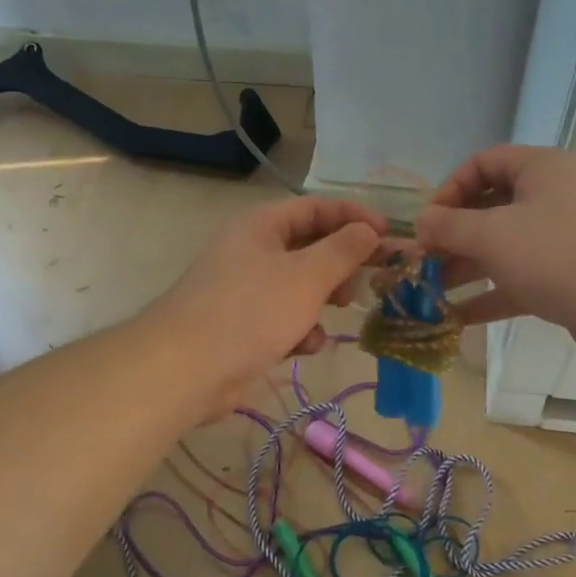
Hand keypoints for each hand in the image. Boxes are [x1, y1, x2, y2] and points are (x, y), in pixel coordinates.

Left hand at [153, 195, 385, 411]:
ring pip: (299, 286)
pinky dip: (299, 329)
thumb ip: (344, 250)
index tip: (387, 237)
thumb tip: (370, 231)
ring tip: (340, 310)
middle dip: (340, 264)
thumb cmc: (251, 311)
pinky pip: (282, 318)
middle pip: (309, 246)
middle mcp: (251, 250)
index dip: (354, 217)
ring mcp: (244, 290)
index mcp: (261, 225)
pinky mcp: (242, 326)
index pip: (315, 207)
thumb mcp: (307, 276)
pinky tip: (305, 346)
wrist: (187, 369)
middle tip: (368, 279)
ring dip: (323, 299)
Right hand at [415, 146, 575, 360]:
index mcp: (540, 169)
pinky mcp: (568, 276)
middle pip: (491, 207)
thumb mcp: (492, 234)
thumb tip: (421, 222)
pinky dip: (491, 294)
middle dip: (453, 234)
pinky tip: (457, 316)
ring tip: (431, 290)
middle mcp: (553, 196)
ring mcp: (563, 238)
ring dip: (466, 267)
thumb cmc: (555, 254)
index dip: (449, 188)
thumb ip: (449, 225)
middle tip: (423, 259)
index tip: (427, 221)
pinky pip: (520, 278)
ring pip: (504, 246)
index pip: (483, 163)